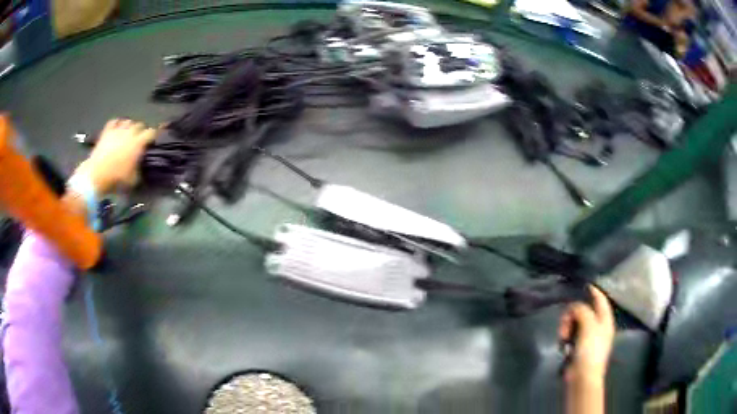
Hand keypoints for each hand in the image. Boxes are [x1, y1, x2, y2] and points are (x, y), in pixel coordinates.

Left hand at [74, 119, 157, 193]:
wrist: (97, 175)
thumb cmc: (116, 178)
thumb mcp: (133, 180)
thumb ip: (139, 170)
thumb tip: (141, 167)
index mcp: (138, 143)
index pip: (151, 133)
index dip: (153, 136)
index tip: (152, 141)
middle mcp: (129, 132)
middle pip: (139, 125)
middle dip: (141, 131)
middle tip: (139, 139)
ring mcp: (117, 130)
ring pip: (127, 121)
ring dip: (129, 127)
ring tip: (128, 134)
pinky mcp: (107, 132)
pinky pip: (114, 122)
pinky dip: (116, 124)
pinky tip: (116, 129)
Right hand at [559, 286, 614, 383]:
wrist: (582, 377)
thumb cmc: (590, 350)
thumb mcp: (588, 325)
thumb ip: (582, 310)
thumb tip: (573, 307)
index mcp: (605, 320)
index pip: (601, 300)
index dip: (594, 291)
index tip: (584, 285)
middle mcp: (598, 326)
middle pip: (584, 311)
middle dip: (573, 313)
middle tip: (564, 322)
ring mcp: (588, 338)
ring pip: (575, 323)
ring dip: (567, 326)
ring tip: (562, 336)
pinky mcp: (577, 348)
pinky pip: (570, 335)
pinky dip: (565, 336)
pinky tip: (563, 344)